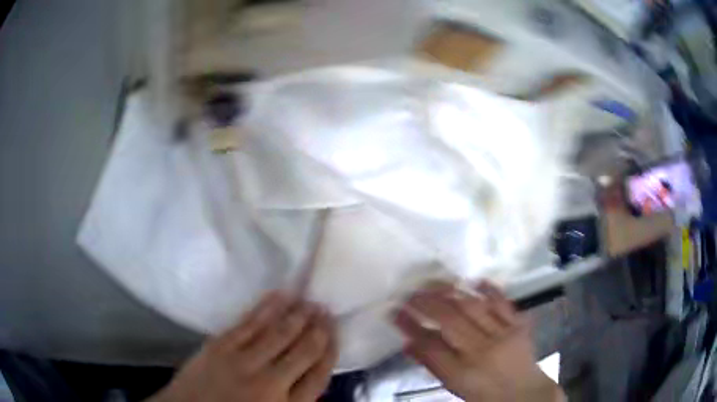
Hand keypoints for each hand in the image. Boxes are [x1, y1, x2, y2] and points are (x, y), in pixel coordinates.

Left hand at [151, 291, 336, 401]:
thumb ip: (296, 399)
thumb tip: (313, 373)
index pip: (319, 375)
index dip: (330, 351)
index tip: (334, 333)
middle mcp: (270, 383)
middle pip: (303, 351)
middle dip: (318, 329)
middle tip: (325, 309)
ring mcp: (242, 362)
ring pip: (279, 333)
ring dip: (297, 315)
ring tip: (310, 301)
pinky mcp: (219, 346)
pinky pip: (249, 323)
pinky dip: (267, 308)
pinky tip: (279, 296)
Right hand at [394, 281, 562, 401]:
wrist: (523, 393)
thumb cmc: (484, 394)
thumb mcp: (454, 386)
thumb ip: (432, 364)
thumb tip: (408, 343)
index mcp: (463, 371)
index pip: (430, 344)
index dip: (410, 326)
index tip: (395, 312)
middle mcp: (482, 350)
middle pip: (451, 320)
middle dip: (427, 303)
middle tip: (411, 292)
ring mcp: (503, 334)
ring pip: (474, 307)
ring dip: (452, 292)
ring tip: (435, 282)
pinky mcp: (519, 325)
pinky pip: (503, 303)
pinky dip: (489, 290)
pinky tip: (476, 281)